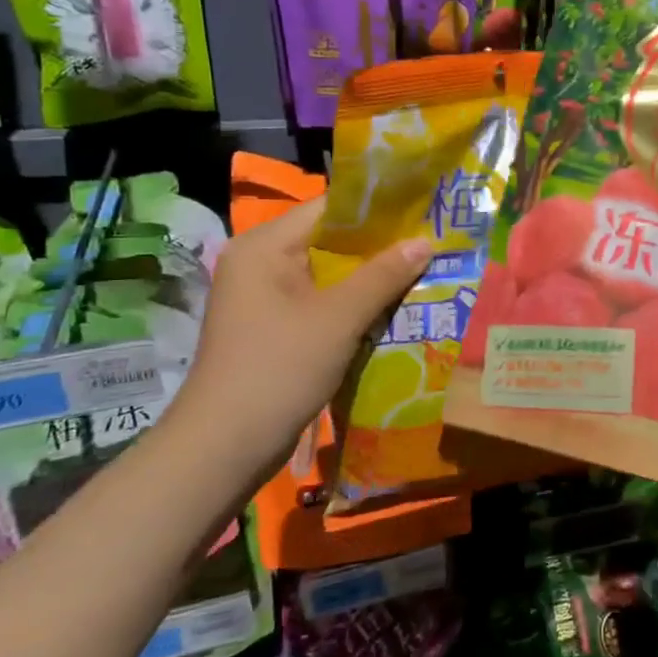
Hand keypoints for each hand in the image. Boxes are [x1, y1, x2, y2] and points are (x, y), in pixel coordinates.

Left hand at [170, 198, 432, 478]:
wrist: (224, 448)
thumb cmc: (278, 370)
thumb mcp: (338, 318)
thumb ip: (383, 275)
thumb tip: (425, 240)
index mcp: (265, 247)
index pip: (329, 208)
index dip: (377, 208)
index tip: (423, 209)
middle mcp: (261, 263)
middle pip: (331, 241)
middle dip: (381, 245)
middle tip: (433, 242)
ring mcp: (266, 299)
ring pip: (330, 274)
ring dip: (372, 277)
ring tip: (425, 270)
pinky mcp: (275, 329)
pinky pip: (323, 302)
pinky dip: (355, 304)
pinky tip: (394, 308)